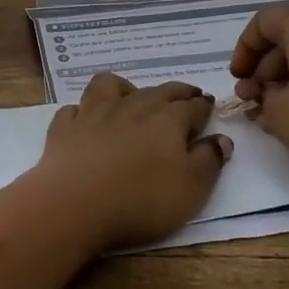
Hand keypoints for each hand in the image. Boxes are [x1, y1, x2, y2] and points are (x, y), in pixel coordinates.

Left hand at [32, 73, 232, 250]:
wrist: (76, 203)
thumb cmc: (142, 199)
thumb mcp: (191, 189)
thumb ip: (209, 161)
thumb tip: (222, 139)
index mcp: (168, 119)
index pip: (193, 106)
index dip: (204, 106)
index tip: (209, 106)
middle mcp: (133, 106)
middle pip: (159, 91)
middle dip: (177, 92)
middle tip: (187, 95)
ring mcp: (95, 112)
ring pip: (111, 85)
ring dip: (125, 88)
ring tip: (131, 98)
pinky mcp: (66, 126)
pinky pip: (75, 109)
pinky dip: (83, 112)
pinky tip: (86, 121)